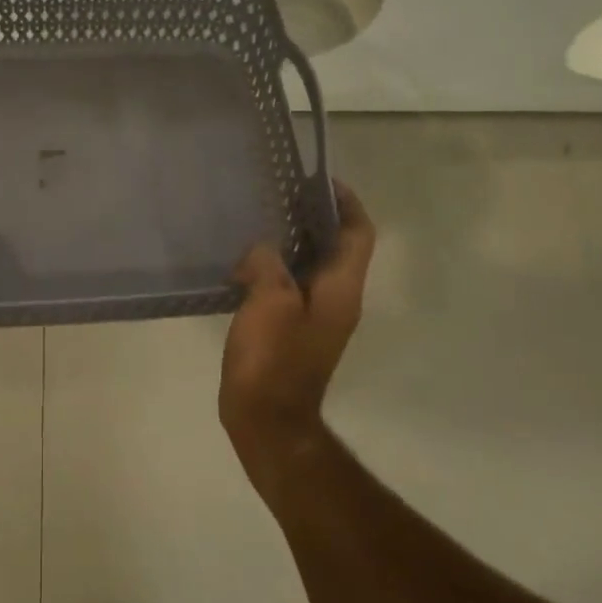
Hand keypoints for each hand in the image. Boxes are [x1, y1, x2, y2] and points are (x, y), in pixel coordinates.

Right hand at [220, 182, 375, 457]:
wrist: (267, 421)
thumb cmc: (273, 359)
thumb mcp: (269, 302)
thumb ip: (268, 264)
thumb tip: (262, 252)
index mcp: (341, 289)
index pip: (359, 234)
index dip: (347, 203)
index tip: (319, 181)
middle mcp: (337, 300)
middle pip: (336, 248)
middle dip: (314, 218)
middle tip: (278, 196)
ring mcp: (316, 319)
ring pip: (311, 268)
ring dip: (291, 243)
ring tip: (258, 223)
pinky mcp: (293, 333)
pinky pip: (290, 288)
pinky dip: (274, 270)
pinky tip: (243, 266)